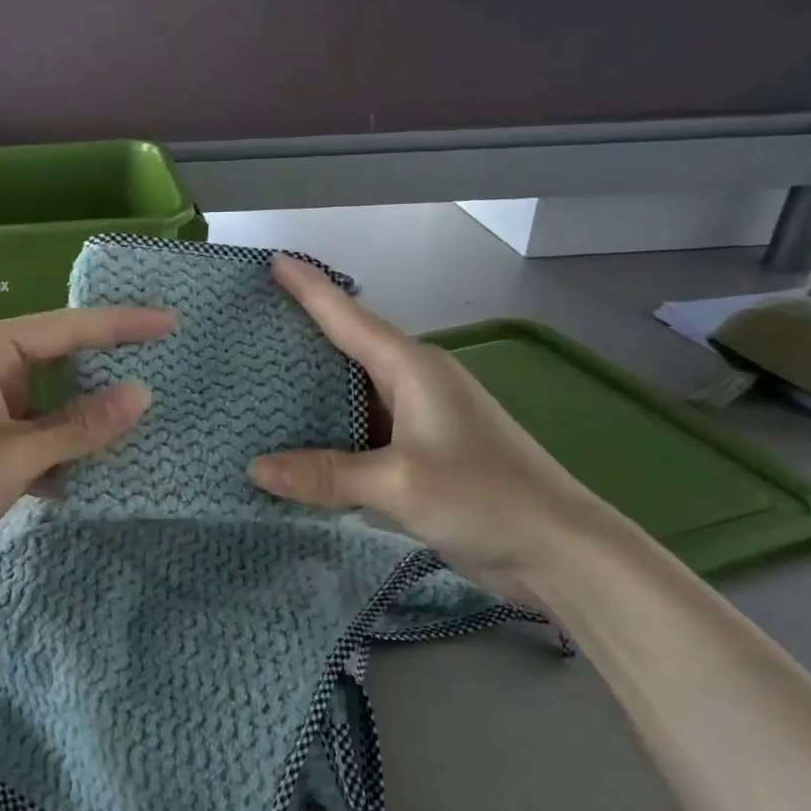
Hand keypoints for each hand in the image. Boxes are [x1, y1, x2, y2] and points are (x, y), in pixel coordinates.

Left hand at [0, 307, 175, 591]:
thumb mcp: (15, 455)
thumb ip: (81, 426)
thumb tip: (142, 394)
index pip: (67, 328)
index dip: (123, 326)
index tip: (171, 322)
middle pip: (60, 362)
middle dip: (105, 376)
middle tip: (164, 374)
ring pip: (49, 404)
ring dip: (82, 424)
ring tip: (138, 430)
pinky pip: (33, 434)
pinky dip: (58, 452)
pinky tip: (90, 474)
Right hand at [248, 257, 612, 596]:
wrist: (558, 549)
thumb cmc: (484, 496)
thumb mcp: (397, 483)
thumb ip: (325, 474)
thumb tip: (255, 468)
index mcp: (413, 369)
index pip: (349, 317)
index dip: (310, 289)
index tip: (275, 261)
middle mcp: (416, 383)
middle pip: (349, 348)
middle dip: (303, 335)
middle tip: (252, 325)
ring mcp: (421, 419)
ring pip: (354, 392)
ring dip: (313, 389)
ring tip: (261, 381)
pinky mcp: (422, 453)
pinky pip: (363, 430)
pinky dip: (331, 431)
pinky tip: (300, 440)